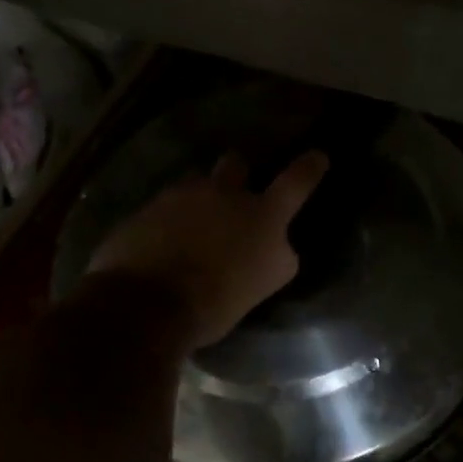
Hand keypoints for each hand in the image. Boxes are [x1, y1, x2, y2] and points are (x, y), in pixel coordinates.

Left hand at [88, 151, 330, 347]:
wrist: (146, 306)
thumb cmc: (217, 301)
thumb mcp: (264, 282)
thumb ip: (274, 255)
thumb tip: (276, 245)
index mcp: (263, 215)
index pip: (296, 182)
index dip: (309, 167)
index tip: (317, 156)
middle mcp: (224, 194)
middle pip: (236, 163)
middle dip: (238, 172)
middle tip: (234, 191)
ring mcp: (180, 197)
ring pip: (194, 185)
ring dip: (198, 200)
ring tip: (190, 228)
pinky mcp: (144, 210)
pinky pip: (161, 209)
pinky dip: (165, 223)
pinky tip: (160, 247)